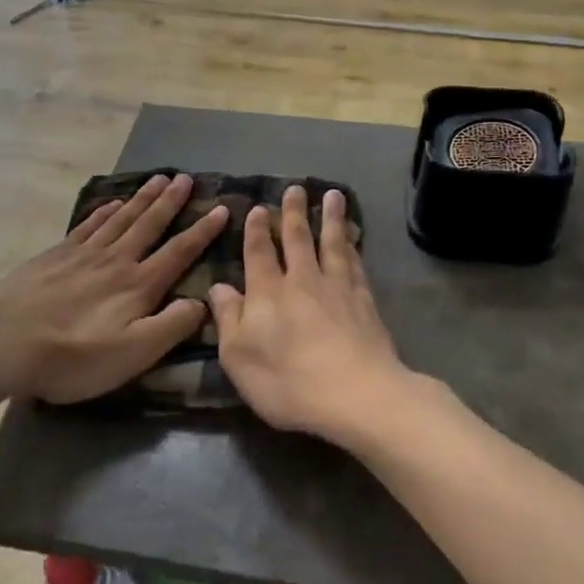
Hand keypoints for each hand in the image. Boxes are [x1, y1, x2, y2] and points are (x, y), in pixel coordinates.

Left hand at [0, 174, 228, 406]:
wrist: (2, 341)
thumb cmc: (72, 356)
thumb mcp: (133, 353)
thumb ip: (172, 326)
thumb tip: (202, 302)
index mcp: (138, 285)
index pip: (179, 252)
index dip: (203, 231)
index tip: (222, 208)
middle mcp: (115, 260)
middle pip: (149, 224)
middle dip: (171, 201)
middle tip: (186, 178)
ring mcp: (82, 254)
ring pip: (120, 218)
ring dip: (142, 199)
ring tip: (158, 179)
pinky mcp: (55, 256)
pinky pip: (88, 224)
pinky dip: (105, 211)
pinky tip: (112, 203)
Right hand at [209, 185, 420, 447]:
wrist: (357, 395)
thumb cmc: (288, 382)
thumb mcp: (239, 358)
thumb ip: (228, 319)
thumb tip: (219, 288)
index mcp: (267, 293)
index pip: (259, 253)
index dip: (257, 230)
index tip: (258, 208)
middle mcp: (302, 281)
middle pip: (297, 239)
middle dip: (294, 213)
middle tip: (295, 189)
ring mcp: (337, 288)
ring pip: (332, 243)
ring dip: (330, 218)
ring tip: (333, 195)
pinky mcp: (364, 302)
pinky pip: (356, 264)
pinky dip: (353, 247)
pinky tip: (353, 240)